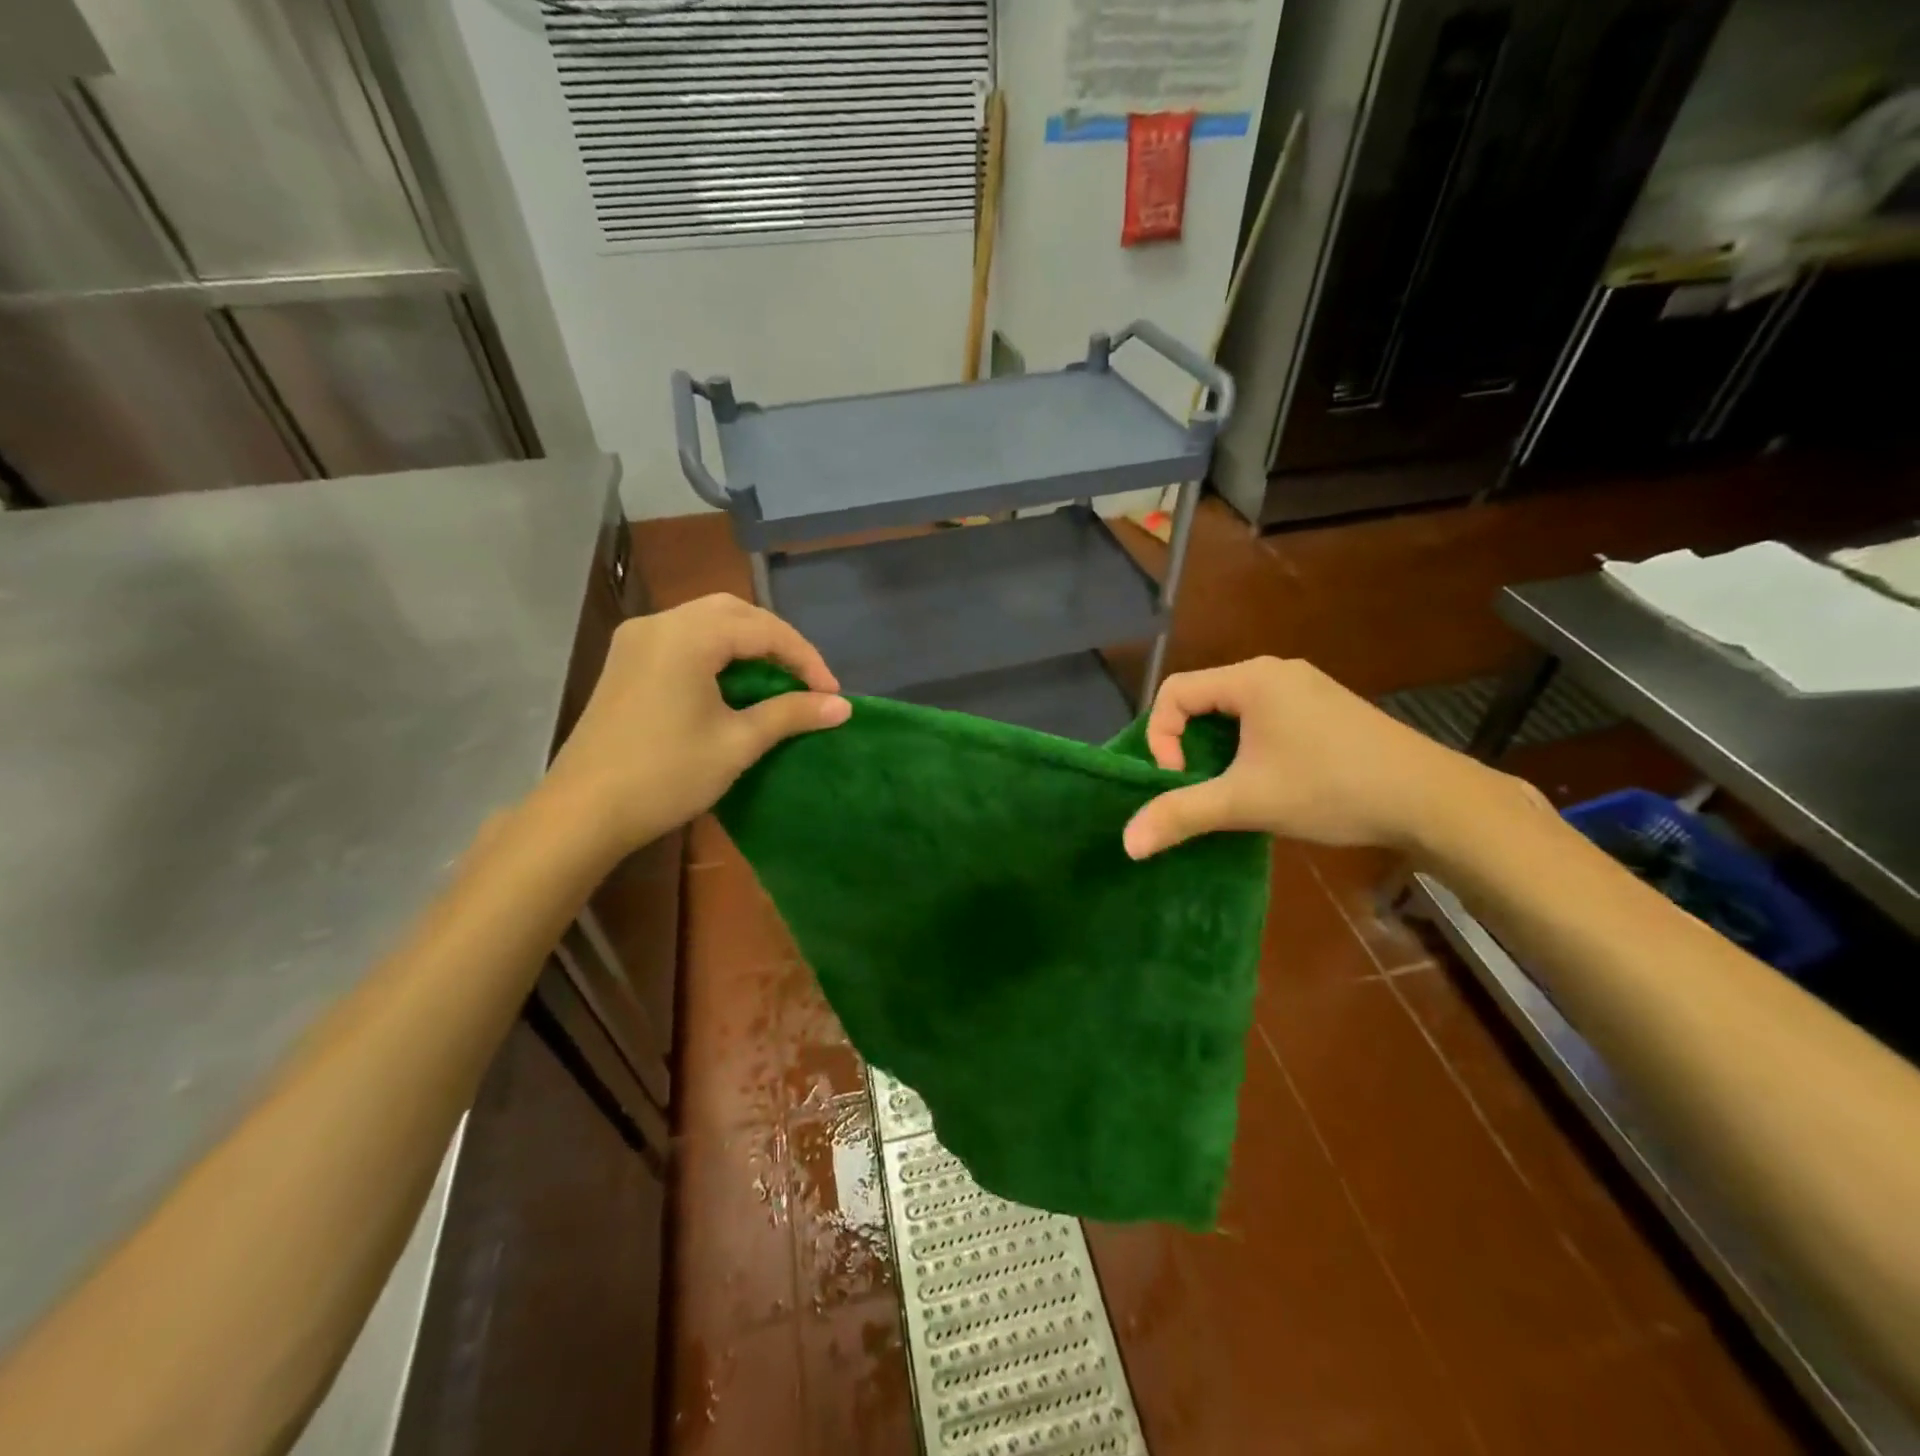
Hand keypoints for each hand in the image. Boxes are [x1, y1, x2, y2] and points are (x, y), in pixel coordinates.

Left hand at [542, 594, 848, 859]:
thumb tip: (843, 706)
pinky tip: (734, 681)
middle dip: (777, 641)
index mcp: (687, 636)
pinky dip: (718, 651)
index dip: (805, 658)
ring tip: (777, 679)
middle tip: (806, 679)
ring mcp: (637, 639)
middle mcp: (659, 623)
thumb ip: (791, 714)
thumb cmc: (666, 775)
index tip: (832, 694)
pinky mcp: (626, 660)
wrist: (583, 812)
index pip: (763, 629)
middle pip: (734, 612)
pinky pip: (684, 638)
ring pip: (708, 621)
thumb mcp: (738, 743)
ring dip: (748, 643)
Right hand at [1122, 657, 1546, 858]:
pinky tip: (1270, 780)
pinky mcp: (1326, 708)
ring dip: (1219, 748)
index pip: (1175, 691)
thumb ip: (1181, 815)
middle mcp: (1276, 671)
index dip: (1161, 736)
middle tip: (1199, 786)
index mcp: (1252, 679)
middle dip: (1189, 744)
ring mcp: (1306, 687)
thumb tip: (1126, 843)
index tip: (1179, 779)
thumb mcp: (1246, 802)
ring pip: (1235, 710)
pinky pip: (1266, 717)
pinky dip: (1249, 745)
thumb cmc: (1331, 789)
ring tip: (1230, 787)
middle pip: (1203, 698)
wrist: (1433, 800)